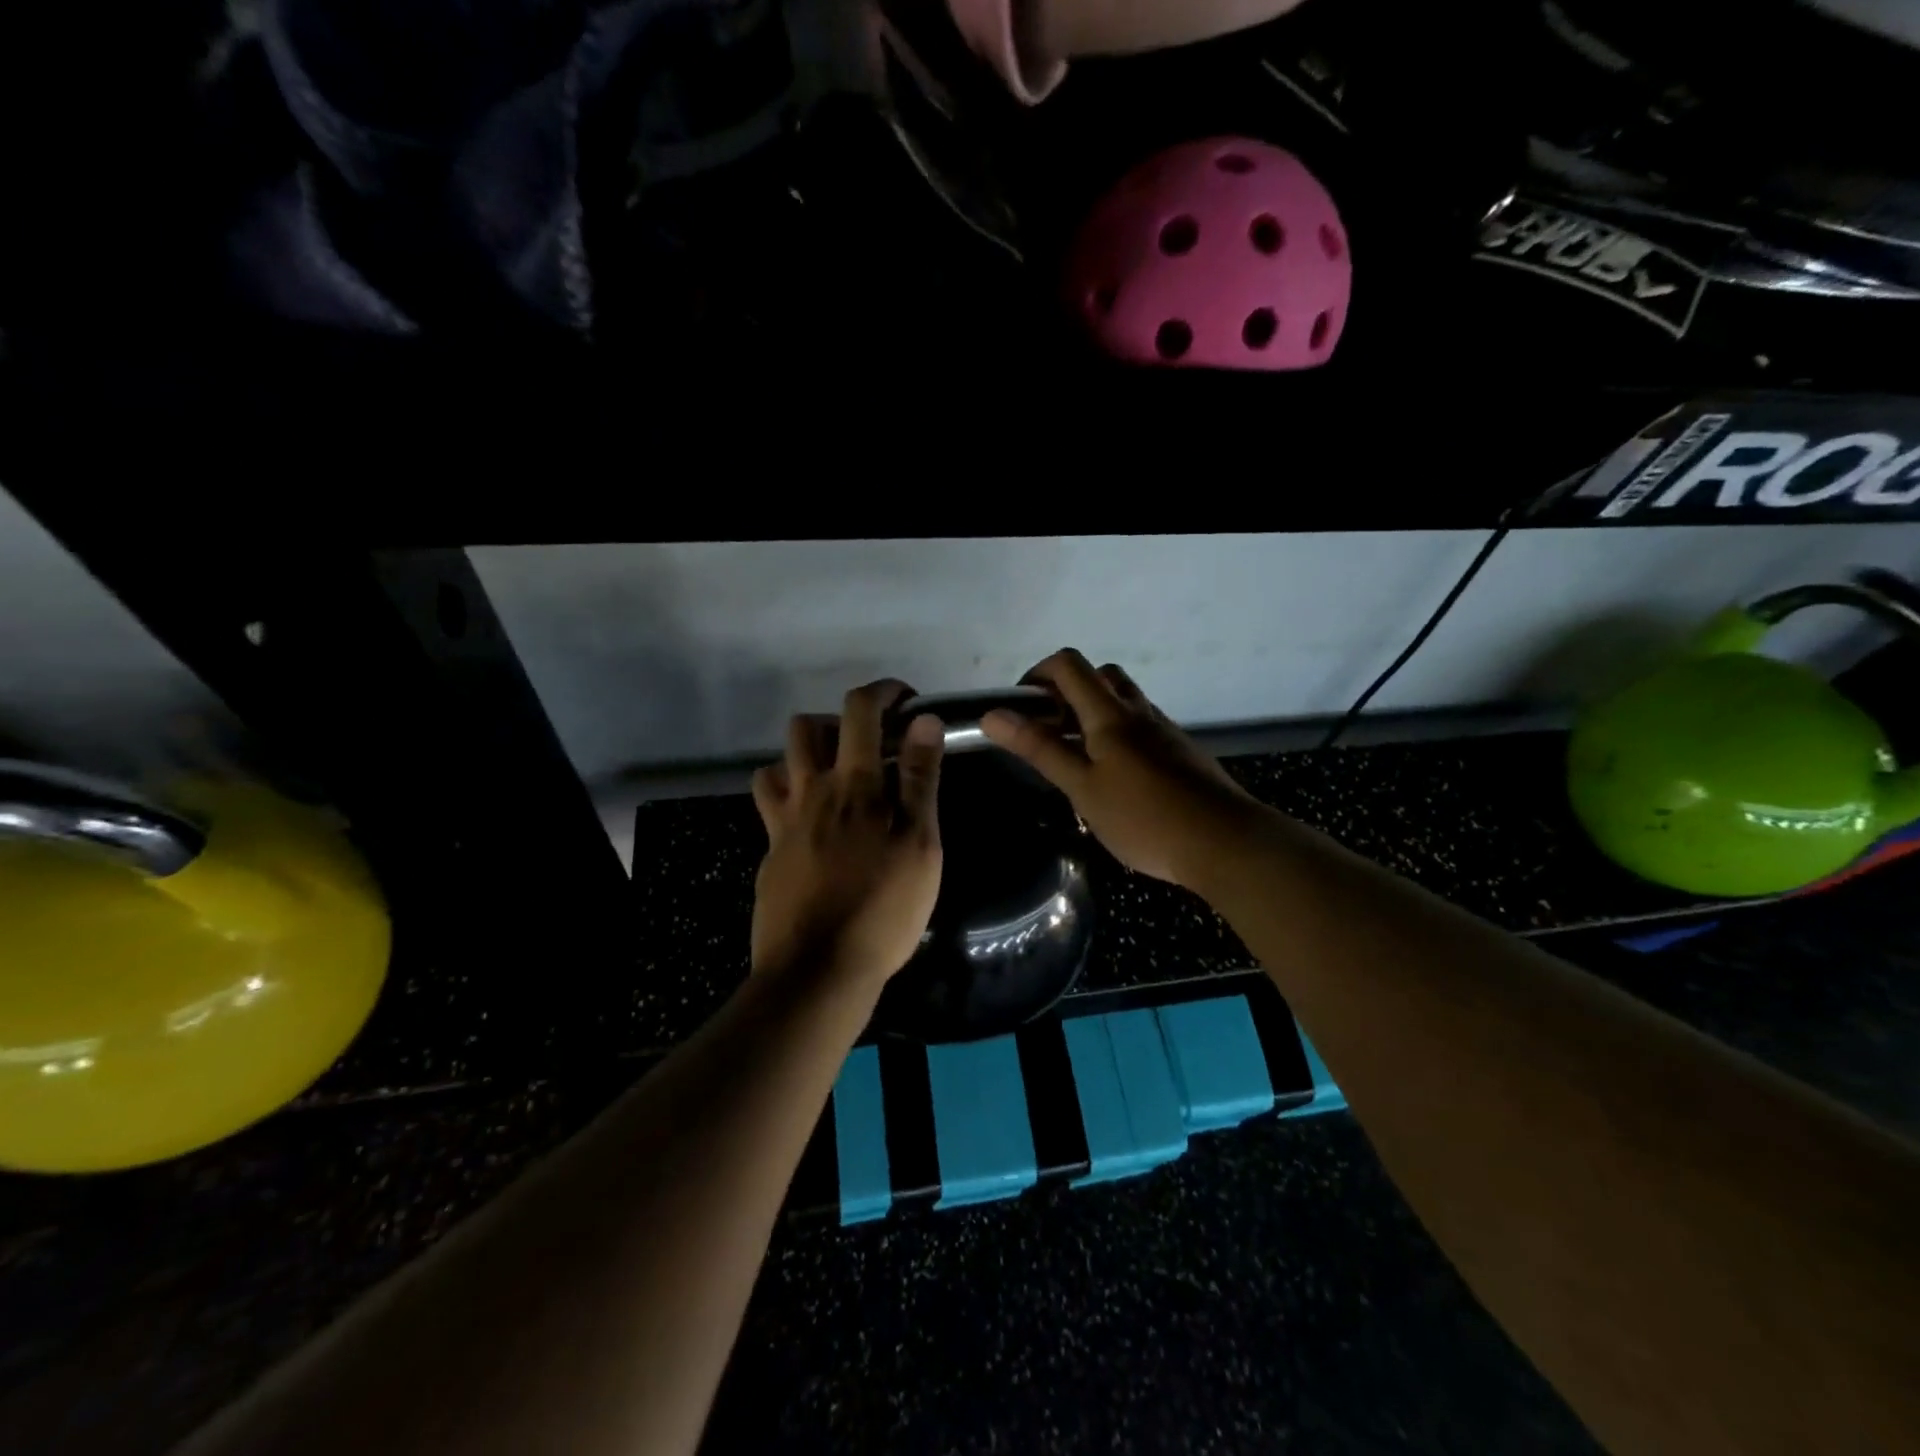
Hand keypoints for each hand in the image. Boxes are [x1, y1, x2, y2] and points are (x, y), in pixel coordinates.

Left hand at [750, 680, 944, 989]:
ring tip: (838, 781)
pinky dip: (789, 794)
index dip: (884, 692)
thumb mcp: (919, 845)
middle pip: (805, 726)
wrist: (816, 969)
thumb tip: (924, 722)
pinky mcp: (769, 852)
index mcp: (853, 784)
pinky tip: (812, 821)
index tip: (907, 703)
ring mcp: (782, 821)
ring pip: (778, 761)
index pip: (860, 710)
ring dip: (806, 756)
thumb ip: (921, 780)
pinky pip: (770, 804)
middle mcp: (810, 790)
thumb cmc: (882, 908)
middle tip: (870, 748)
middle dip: (838, 720)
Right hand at [981, 649, 1260, 889]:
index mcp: (1110, 714)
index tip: (1021, 707)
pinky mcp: (1181, 752)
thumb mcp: (1082, 787)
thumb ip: (1040, 749)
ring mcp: (1164, 731)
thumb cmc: (1144, 818)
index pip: (1068, 665)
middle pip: (1099, 675)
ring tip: (1078, 756)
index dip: (1037, 673)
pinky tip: (1115, 777)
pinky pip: (1142, 727)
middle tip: (1049, 730)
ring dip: (1094, 712)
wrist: (1225, 843)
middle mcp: (1139, 711)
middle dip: (1067, 691)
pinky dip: (1118, 735)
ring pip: (1124, 701)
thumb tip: (993, 715)